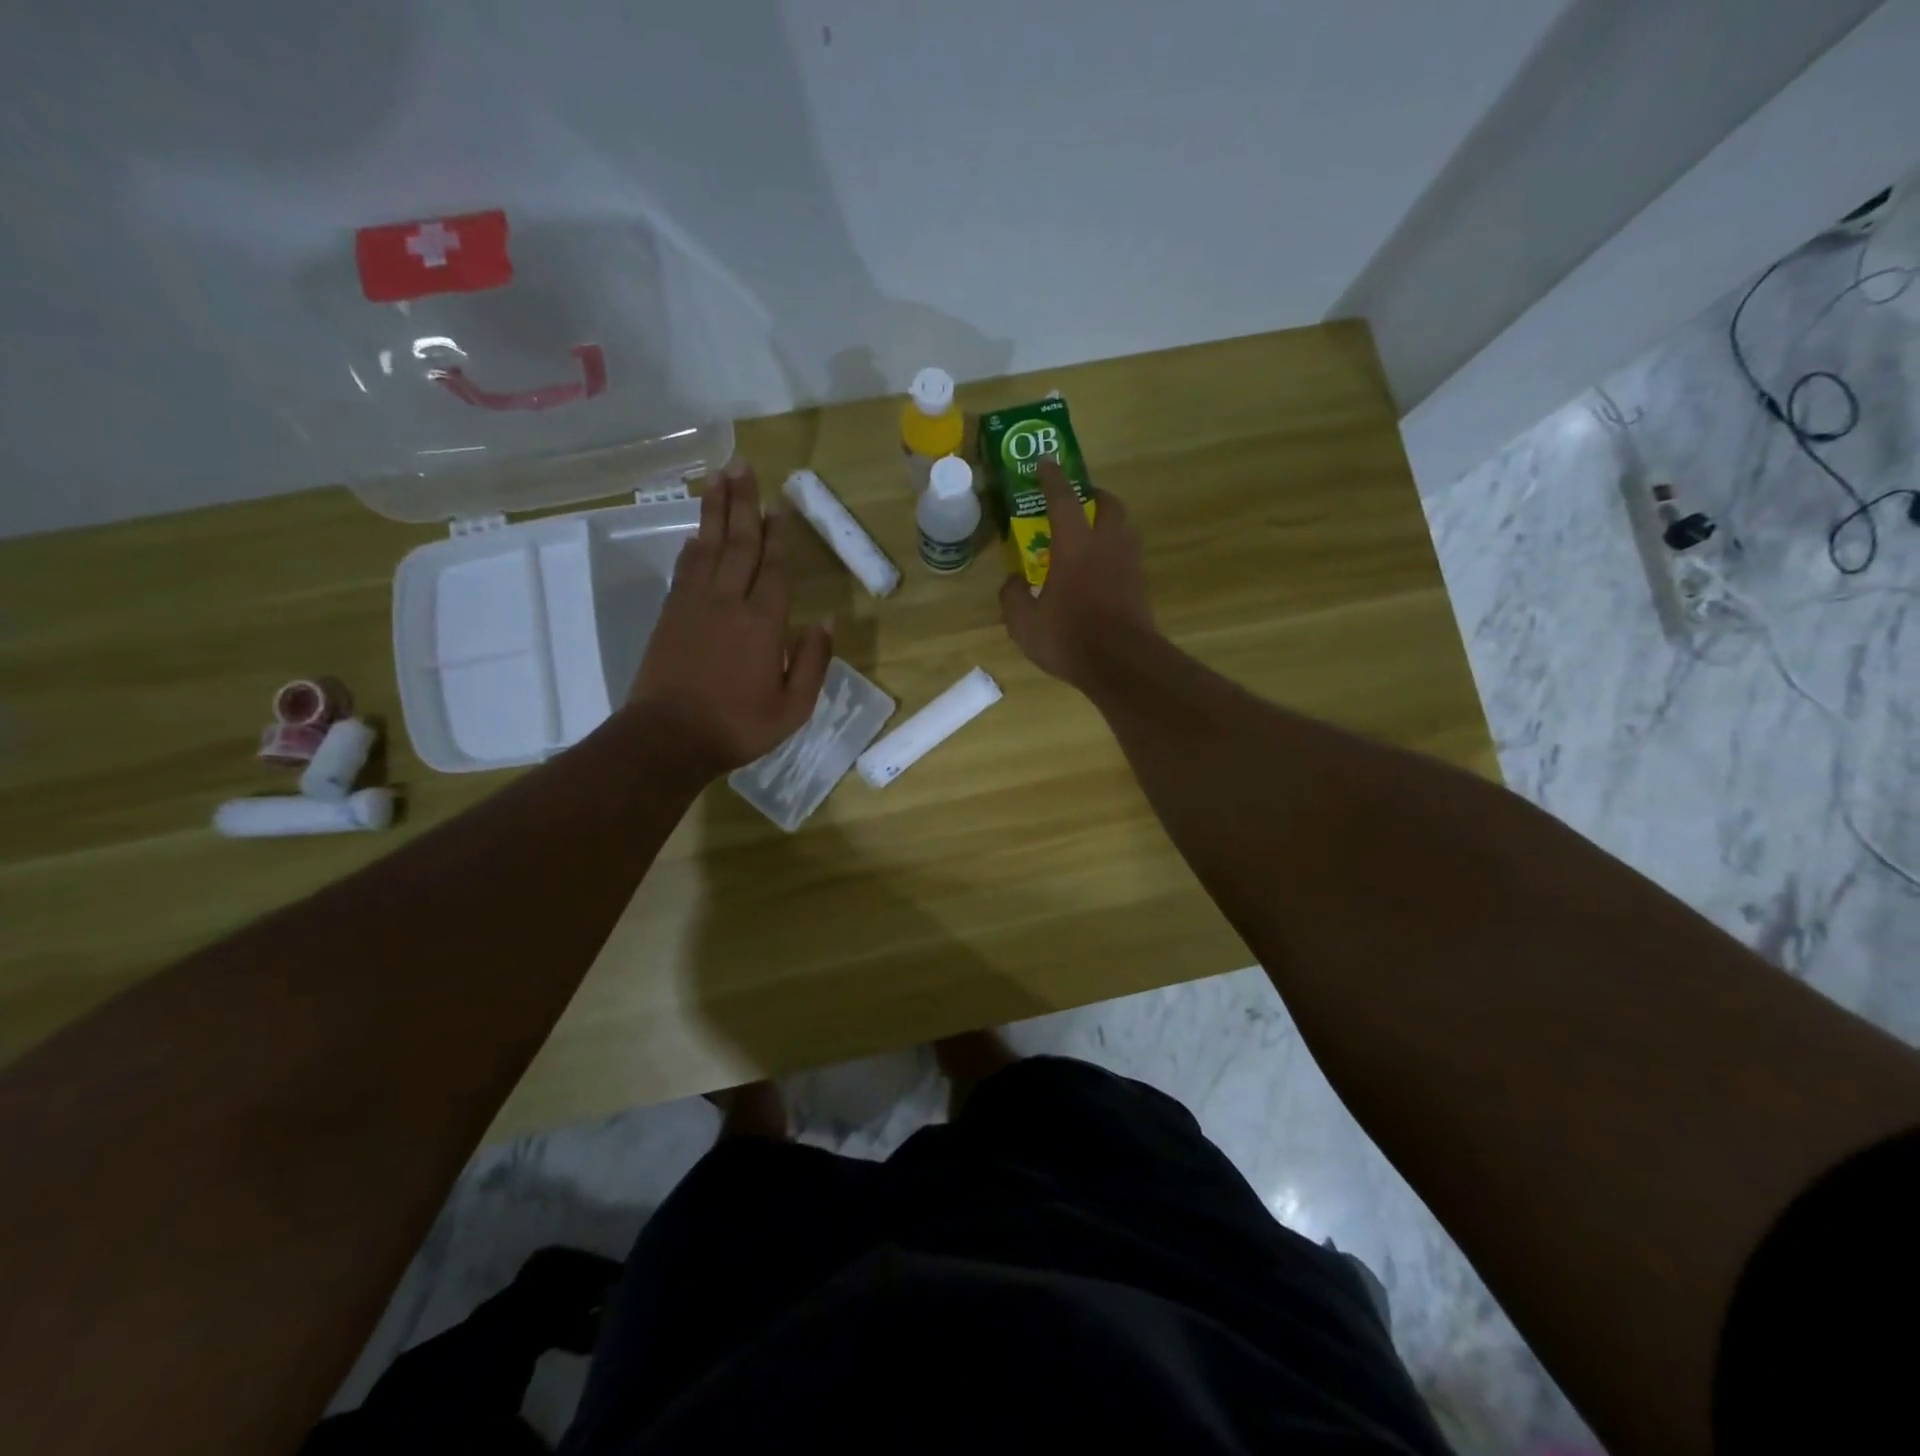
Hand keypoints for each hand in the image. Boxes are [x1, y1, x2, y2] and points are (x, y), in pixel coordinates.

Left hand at [628, 461, 831, 776]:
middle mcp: (728, 602)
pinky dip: (693, 547)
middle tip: (743, 465)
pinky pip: (685, 569)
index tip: (779, 504)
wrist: (668, 738)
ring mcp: (693, 605)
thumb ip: (812, 662)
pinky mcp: (670, 615)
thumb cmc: (738, 726)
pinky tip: (696, 534)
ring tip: (718, 478)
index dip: (778, 535)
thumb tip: (826, 621)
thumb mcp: (793, 707)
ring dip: (714, 511)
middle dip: (742, 503)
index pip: (774, 569)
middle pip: (738, 543)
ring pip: (707, 547)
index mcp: (763, 623)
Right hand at [999, 459, 1154, 687]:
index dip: (1052, 478)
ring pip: (1124, 529)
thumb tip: (1012, 583)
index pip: (1063, 499)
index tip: (1046, 463)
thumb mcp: (1024, 623)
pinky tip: (1100, 571)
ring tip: (1090, 534)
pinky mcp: (1140, 587)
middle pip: (1108, 504)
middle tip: (1079, 499)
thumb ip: (1013, 597)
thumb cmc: (1069, 637)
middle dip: (1094, 495)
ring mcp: (1129, 565)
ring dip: (1108, 522)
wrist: (1122, 664)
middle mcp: (1107, 545)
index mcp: (1075, 545)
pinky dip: (1114, 553)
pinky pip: (1127, 557)